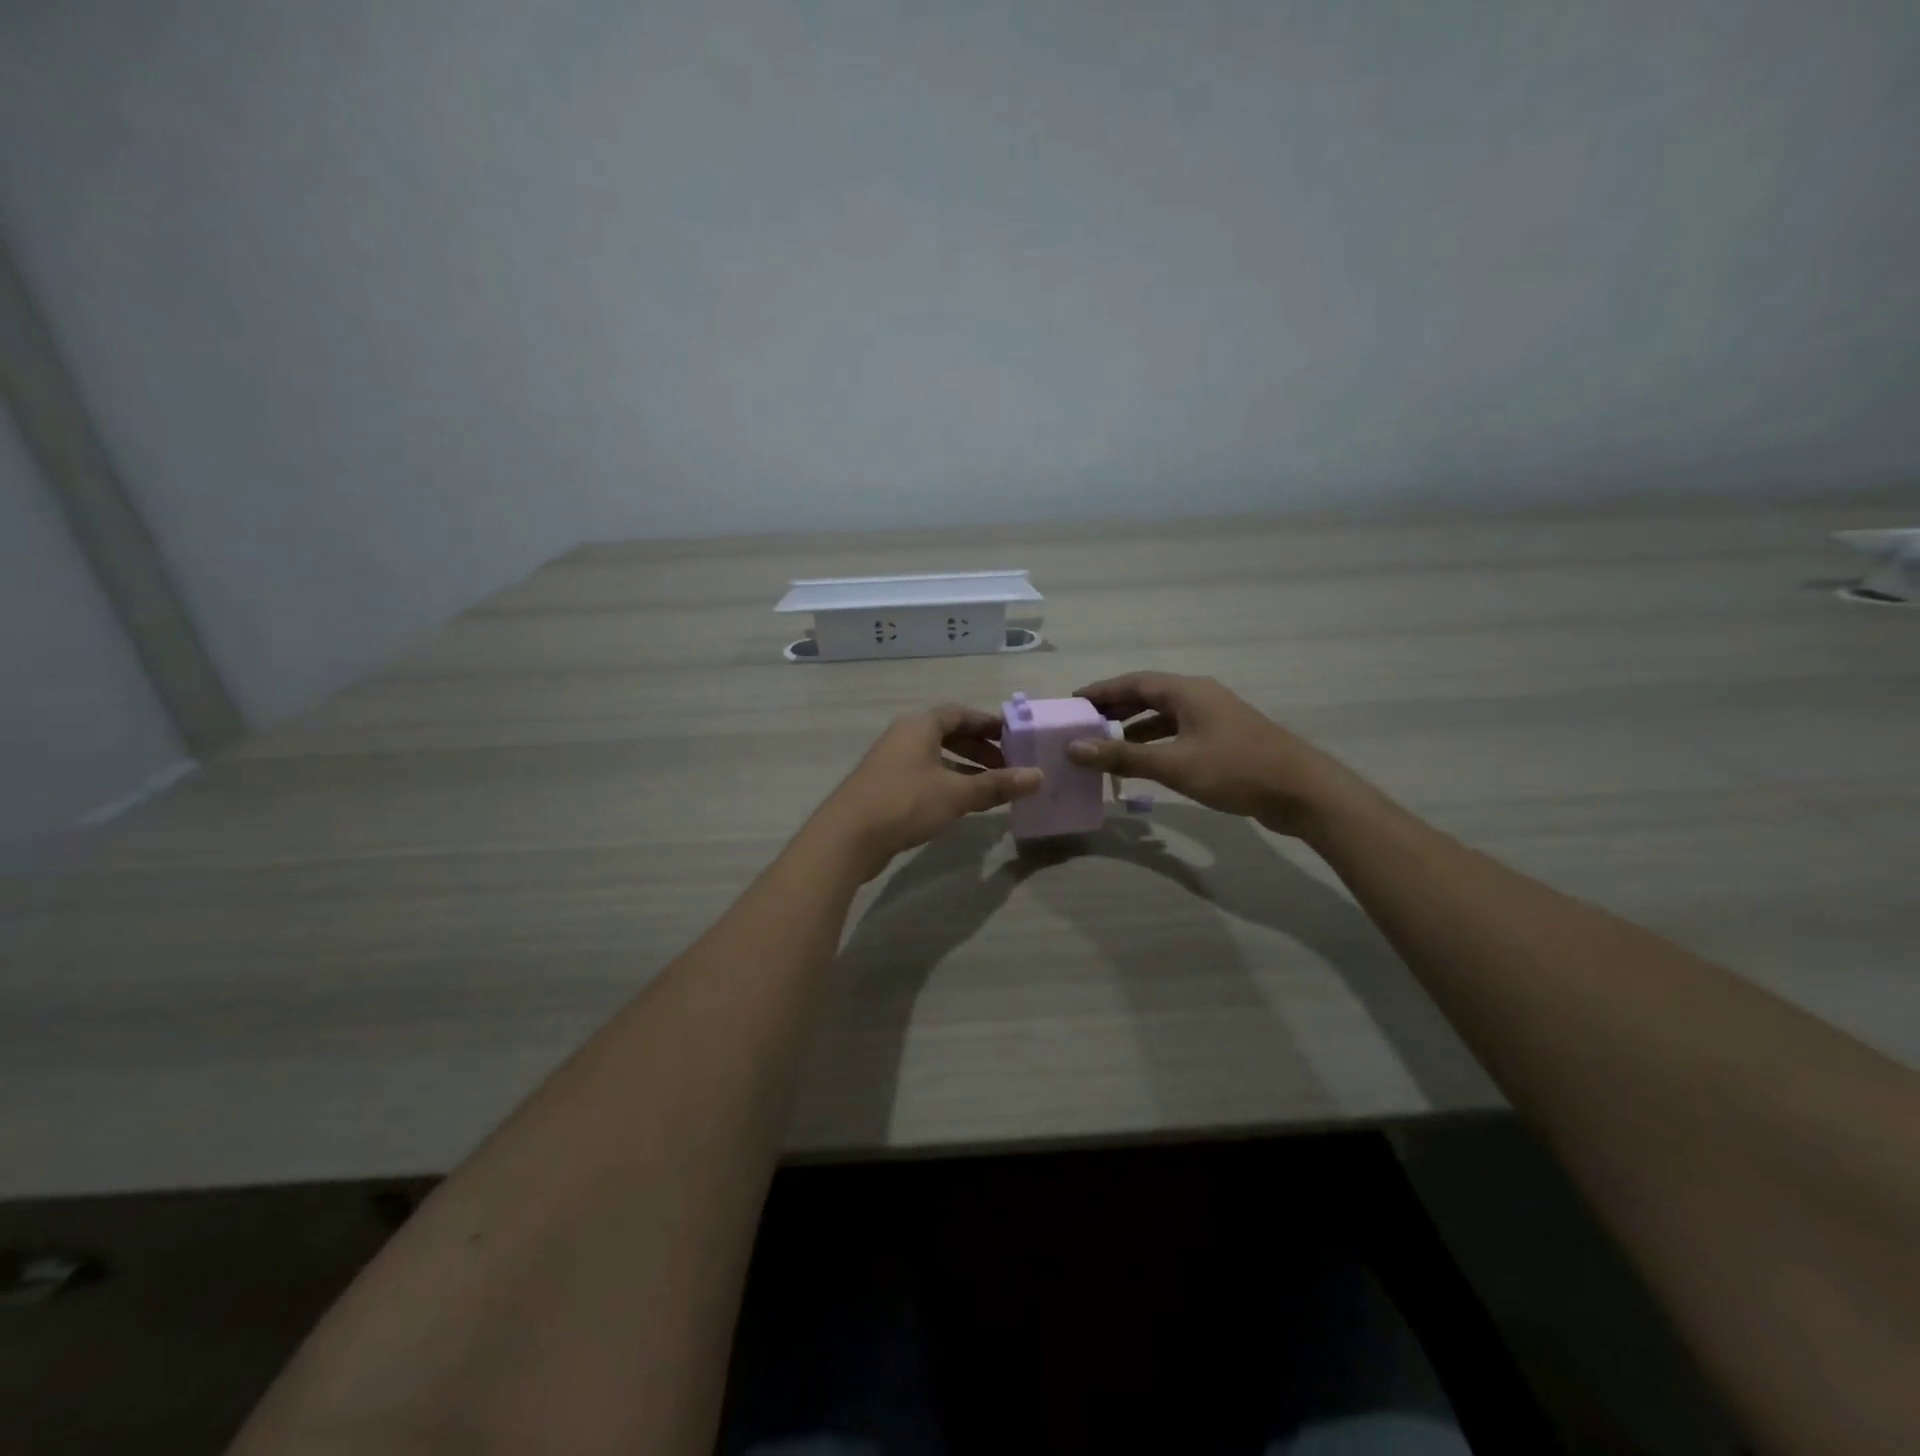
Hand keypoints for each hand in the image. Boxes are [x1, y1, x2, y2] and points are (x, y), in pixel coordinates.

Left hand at [811, 705, 1041, 879]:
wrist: (847, 837)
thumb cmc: (905, 803)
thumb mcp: (956, 794)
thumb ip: (997, 784)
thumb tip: (1038, 776)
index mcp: (920, 726)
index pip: (960, 713)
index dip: (988, 723)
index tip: (1014, 737)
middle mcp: (904, 737)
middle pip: (948, 734)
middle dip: (980, 748)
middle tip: (1007, 766)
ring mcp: (892, 762)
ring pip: (936, 757)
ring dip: (965, 768)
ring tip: (992, 787)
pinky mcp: (885, 787)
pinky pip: (925, 776)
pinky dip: (948, 783)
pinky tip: (963, 804)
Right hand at [1064, 672, 1368, 837]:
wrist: (1302, 792)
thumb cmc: (1235, 770)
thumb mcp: (1173, 764)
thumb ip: (1122, 756)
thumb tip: (1074, 748)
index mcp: (1188, 691)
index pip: (1134, 682)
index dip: (1101, 690)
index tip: (1072, 702)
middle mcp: (1200, 696)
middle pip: (1149, 695)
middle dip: (1115, 707)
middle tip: (1083, 723)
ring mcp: (1215, 717)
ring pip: (1165, 715)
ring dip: (1134, 726)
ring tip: (1105, 743)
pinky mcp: (1225, 739)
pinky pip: (1179, 732)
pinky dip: (1156, 741)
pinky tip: (1144, 761)